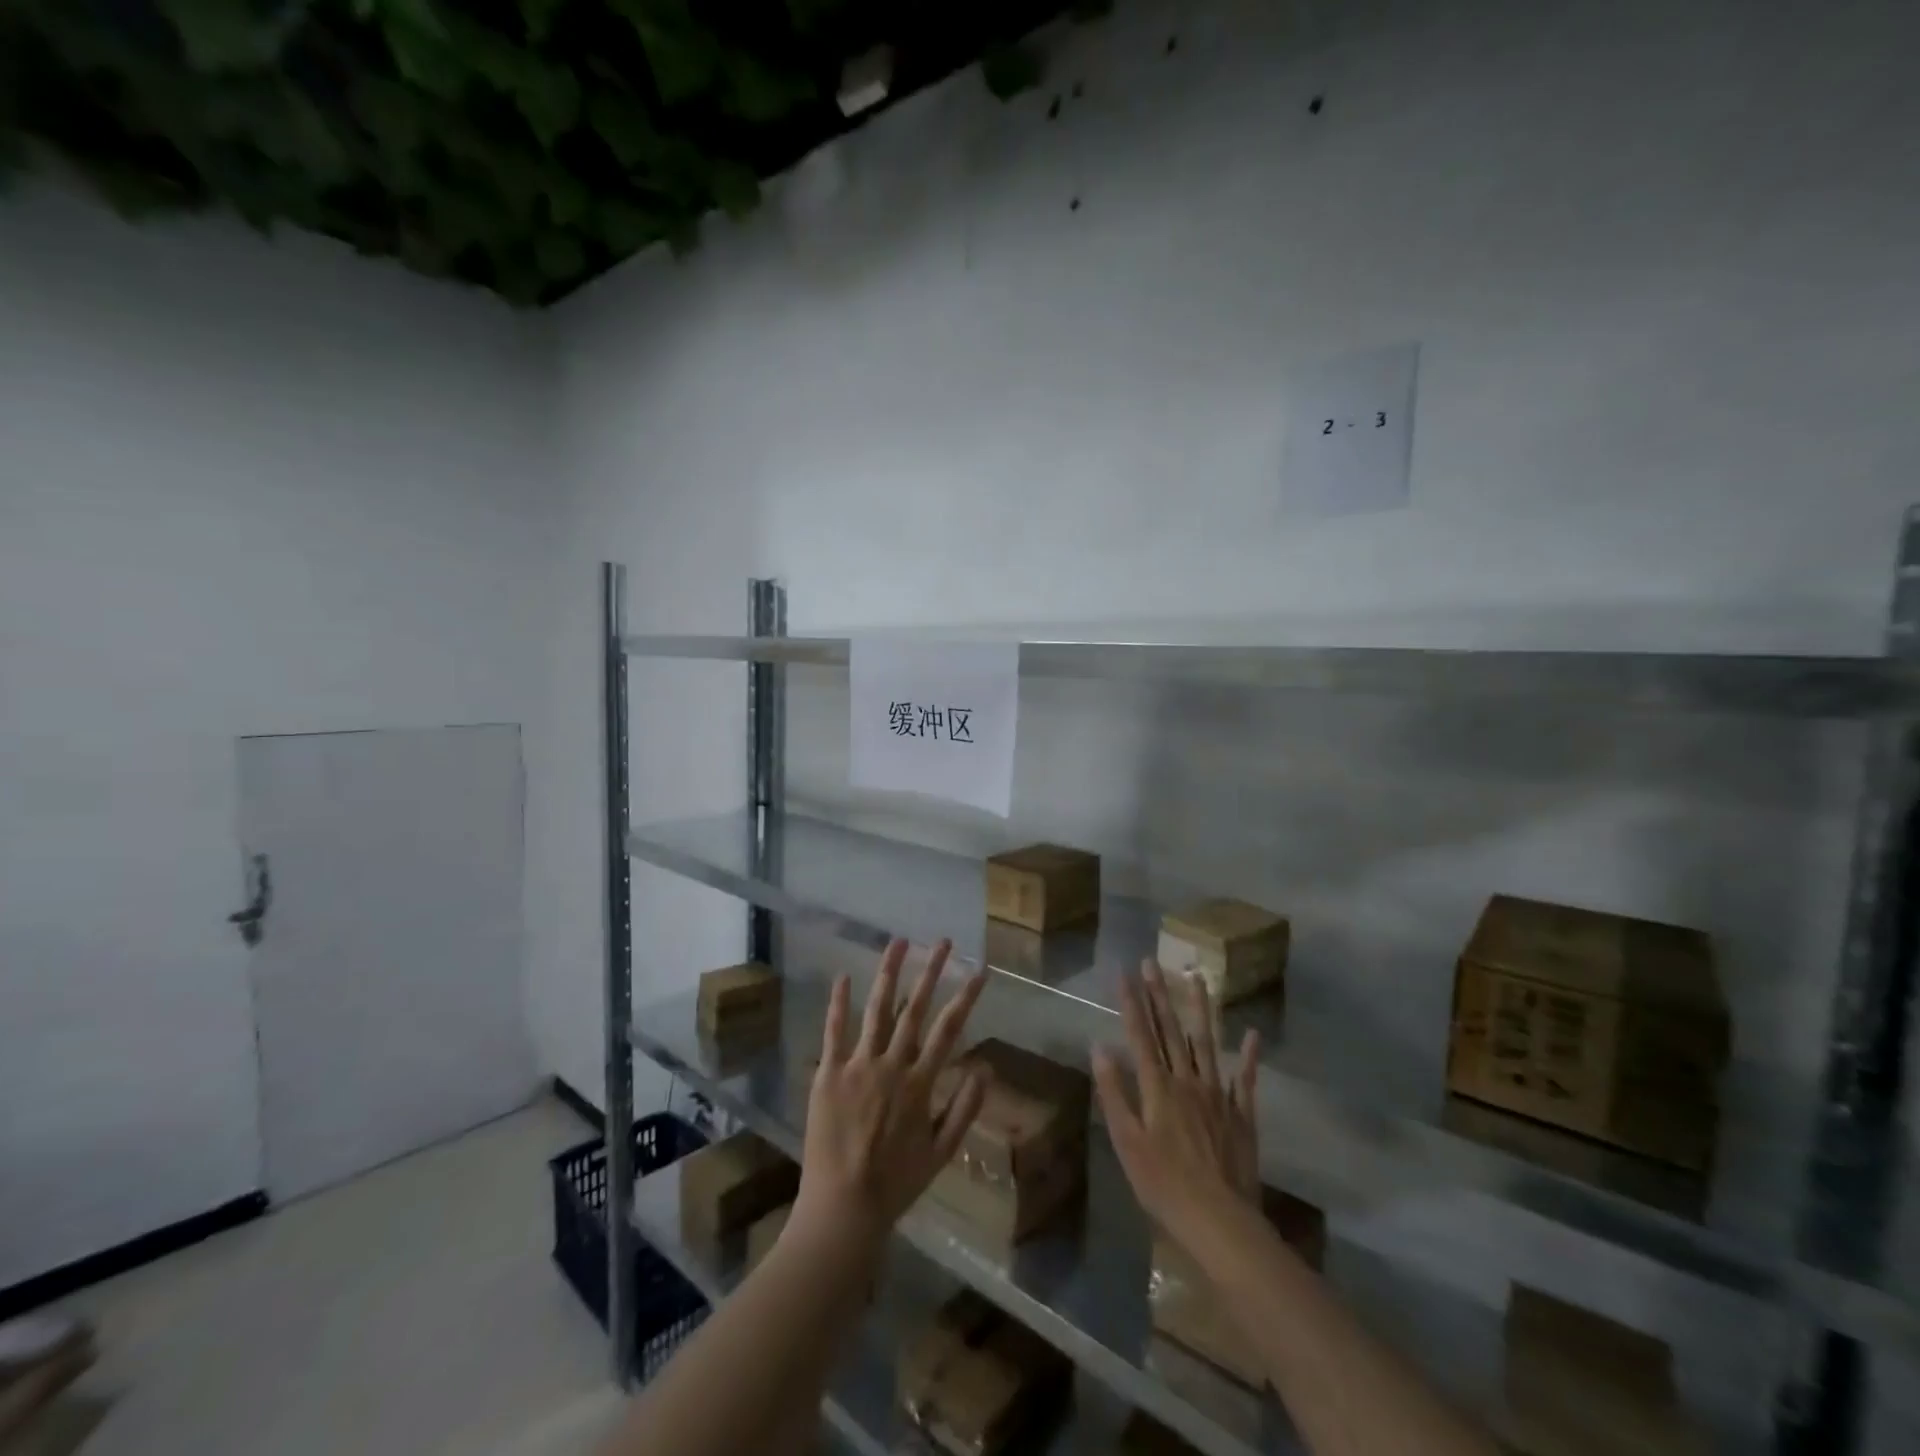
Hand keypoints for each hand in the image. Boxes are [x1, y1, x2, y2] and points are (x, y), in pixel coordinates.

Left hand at [791, 938, 988, 1255]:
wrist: (843, 1208)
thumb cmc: (896, 1183)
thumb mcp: (941, 1152)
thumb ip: (964, 1109)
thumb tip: (986, 1068)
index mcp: (920, 1083)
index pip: (949, 1029)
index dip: (965, 998)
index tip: (979, 971)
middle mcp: (891, 1065)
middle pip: (914, 1009)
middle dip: (930, 972)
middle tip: (942, 942)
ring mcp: (858, 1066)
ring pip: (876, 1010)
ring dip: (888, 974)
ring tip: (898, 942)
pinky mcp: (828, 1073)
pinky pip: (834, 1032)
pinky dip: (839, 1003)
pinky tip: (844, 976)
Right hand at [1092, 960, 1261, 1240]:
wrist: (1220, 1221)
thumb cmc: (1163, 1185)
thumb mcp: (1126, 1142)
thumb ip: (1114, 1092)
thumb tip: (1099, 1047)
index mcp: (1157, 1087)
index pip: (1140, 1035)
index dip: (1131, 1003)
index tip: (1125, 972)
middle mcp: (1188, 1081)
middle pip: (1171, 1030)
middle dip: (1159, 994)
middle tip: (1153, 962)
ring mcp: (1218, 1095)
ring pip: (1207, 1043)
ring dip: (1200, 1009)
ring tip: (1197, 978)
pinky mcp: (1242, 1114)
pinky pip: (1246, 1079)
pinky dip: (1249, 1056)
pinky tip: (1252, 1034)